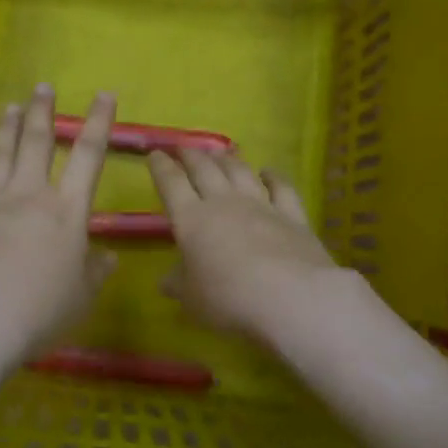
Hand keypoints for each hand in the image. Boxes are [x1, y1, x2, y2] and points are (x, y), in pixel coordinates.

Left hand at [0, 85, 117, 366]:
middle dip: (42, 112)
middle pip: (36, 143)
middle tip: (42, 87)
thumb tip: (108, 258)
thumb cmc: (38, 311)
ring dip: (6, 128)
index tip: (104, 94)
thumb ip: (94, 273)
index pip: (88, 157)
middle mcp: (27, 196)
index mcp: (65, 211)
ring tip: (10, 106)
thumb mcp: (80, 297)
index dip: (99, 123)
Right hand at [148, 147, 338, 345]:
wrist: (292, 298)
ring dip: (227, 159)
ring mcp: (261, 205)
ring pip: (240, 172)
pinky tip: (269, 171)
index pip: (171, 184)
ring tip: (219, 153)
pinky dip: (274, 176)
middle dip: (191, 156)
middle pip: (205, 169)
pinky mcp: (292, 215)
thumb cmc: (229, 299)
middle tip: (184, 148)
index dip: (161, 167)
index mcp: (192, 220)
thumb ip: (178, 285)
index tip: (155, 154)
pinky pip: (281, 187)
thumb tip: (165, 280)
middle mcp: (224, 203)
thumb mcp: (192, 299)